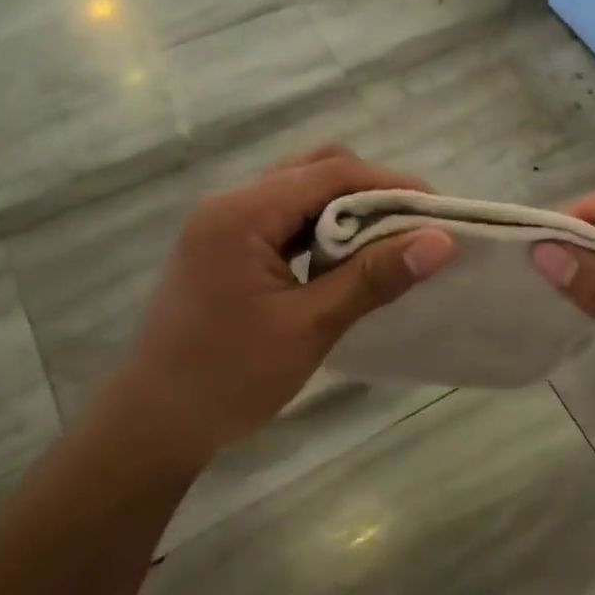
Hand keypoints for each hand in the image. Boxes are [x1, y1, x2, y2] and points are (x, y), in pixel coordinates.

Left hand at [117, 147, 456, 469]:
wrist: (153, 424)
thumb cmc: (230, 377)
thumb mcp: (310, 327)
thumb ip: (374, 278)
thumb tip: (441, 242)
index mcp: (242, 213)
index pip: (330, 172)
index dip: (390, 185)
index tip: (437, 211)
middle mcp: (230, 204)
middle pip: (314, 170)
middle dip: (370, 192)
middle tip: (413, 228)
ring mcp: (223, 224)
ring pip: (299, 192)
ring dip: (346, 210)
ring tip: (389, 243)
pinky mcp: (225, 246)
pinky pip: (283, 219)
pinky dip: (320, 229)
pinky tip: (346, 260)